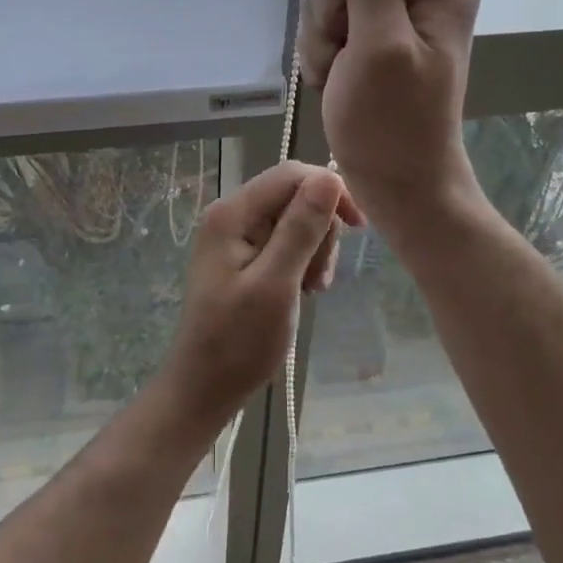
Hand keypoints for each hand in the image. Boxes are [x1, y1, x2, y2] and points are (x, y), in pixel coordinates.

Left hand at [161, 161, 363, 424]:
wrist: (203, 388)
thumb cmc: (238, 342)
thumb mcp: (276, 284)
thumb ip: (301, 228)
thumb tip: (328, 176)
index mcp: (232, 213)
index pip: (291, 174)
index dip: (330, 191)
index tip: (358, 227)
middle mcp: (231, 214)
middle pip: (294, 195)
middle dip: (319, 229)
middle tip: (319, 277)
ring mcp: (235, 236)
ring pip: (294, 219)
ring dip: (313, 249)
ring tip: (311, 288)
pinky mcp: (242, 256)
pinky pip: (283, 241)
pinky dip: (301, 261)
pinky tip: (303, 290)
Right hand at [298, 0, 481, 230]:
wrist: (397, 183)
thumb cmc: (391, 123)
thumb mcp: (378, 44)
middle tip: (339, 36)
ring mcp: (396, 13)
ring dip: (323, 27)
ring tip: (338, 69)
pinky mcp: (374, 36)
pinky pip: (333, 17)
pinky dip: (324, 46)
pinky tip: (333, 77)